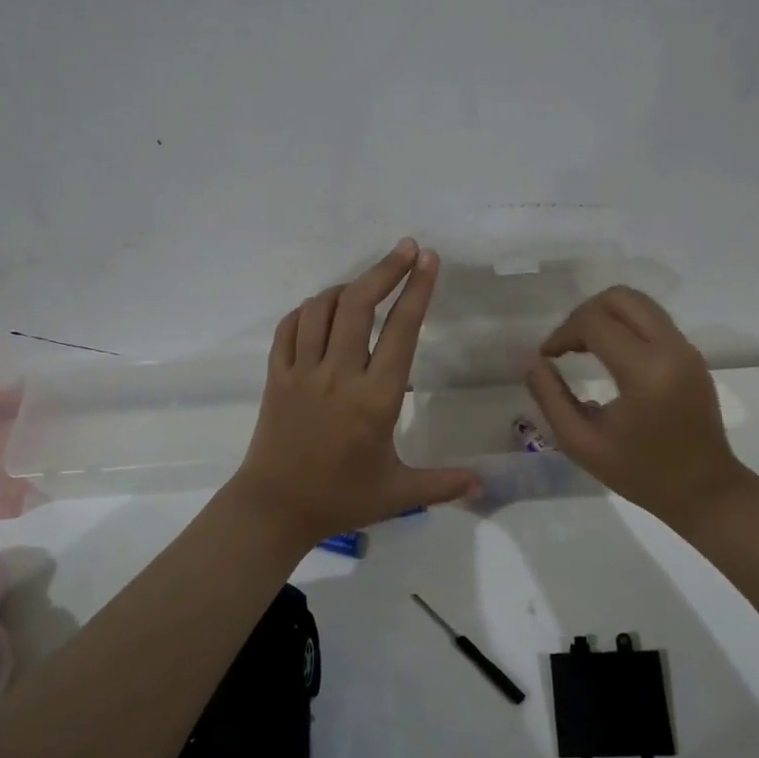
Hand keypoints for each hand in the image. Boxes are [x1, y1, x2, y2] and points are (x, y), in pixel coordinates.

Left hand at [230, 239, 480, 543]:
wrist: (274, 509)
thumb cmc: (340, 499)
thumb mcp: (398, 493)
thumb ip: (444, 483)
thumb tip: (484, 483)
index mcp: (375, 398)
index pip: (401, 331)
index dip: (417, 290)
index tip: (428, 259)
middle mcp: (339, 375)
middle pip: (360, 305)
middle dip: (385, 270)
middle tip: (406, 248)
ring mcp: (302, 372)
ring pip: (321, 309)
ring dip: (346, 288)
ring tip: (366, 285)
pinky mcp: (276, 376)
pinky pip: (288, 328)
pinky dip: (307, 311)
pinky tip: (322, 312)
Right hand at [524, 286, 754, 531]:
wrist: (705, 491)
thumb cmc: (640, 473)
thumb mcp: (581, 443)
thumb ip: (550, 398)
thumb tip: (531, 360)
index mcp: (644, 372)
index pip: (594, 322)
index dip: (562, 333)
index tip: (547, 356)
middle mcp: (670, 349)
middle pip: (620, 297)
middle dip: (584, 313)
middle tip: (566, 345)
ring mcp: (686, 348)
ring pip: (639, 303)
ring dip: (605, 315)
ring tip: (584, 347)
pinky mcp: (692, 354)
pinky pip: (653, 320)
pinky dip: (625, 325)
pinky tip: (610, 356)